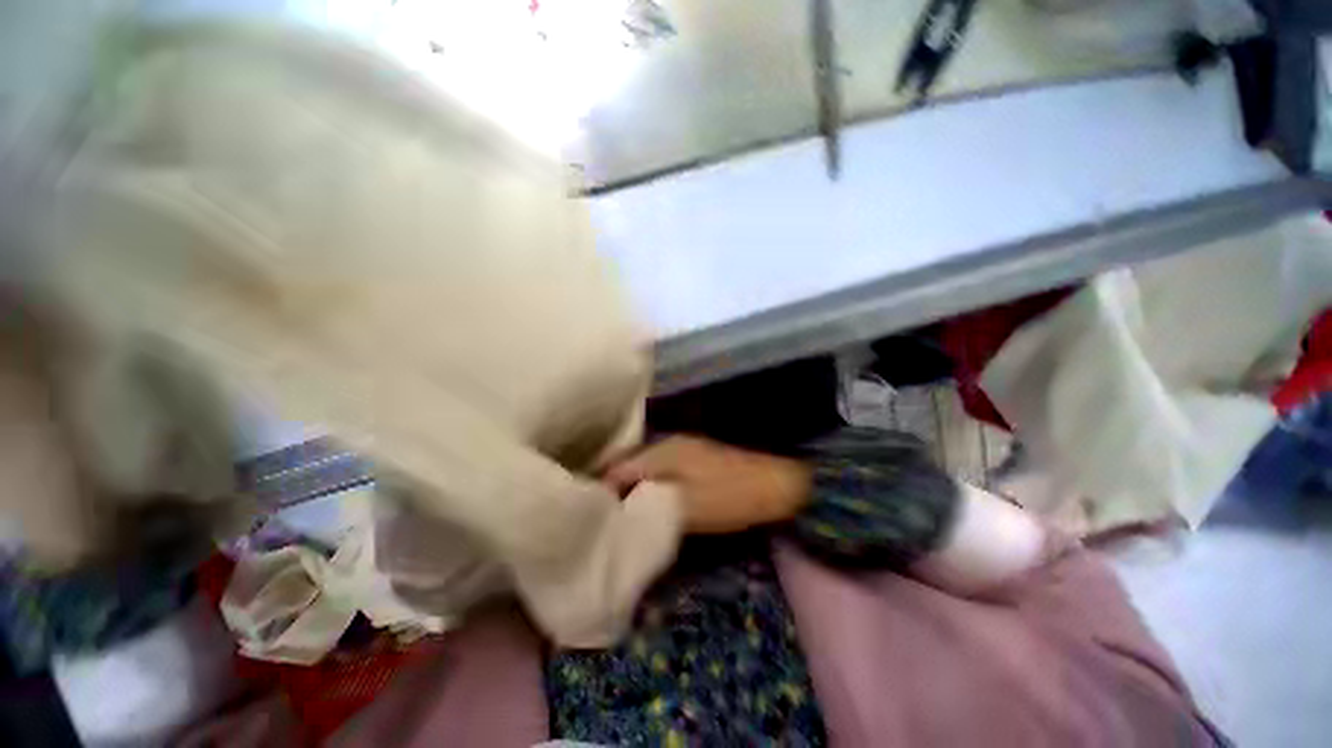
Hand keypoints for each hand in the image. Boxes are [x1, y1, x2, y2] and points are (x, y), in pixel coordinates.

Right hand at [603, 436, 810, 534]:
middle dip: (614, 487)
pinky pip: (660, 471)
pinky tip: (648, 501)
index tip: (590, 514)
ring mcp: (683, 449)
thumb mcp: (685, 507)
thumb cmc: (729, 497)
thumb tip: (616, 505)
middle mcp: (667, 444)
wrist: (776, 484)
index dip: (602, 489)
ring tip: (619, 512)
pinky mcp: (695, 459)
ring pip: (645, 467)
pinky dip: (650, 485)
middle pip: (629, 465)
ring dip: (632, 486)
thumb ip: (647, 503)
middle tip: (602, 515)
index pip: (618, 467)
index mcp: (662, 451)